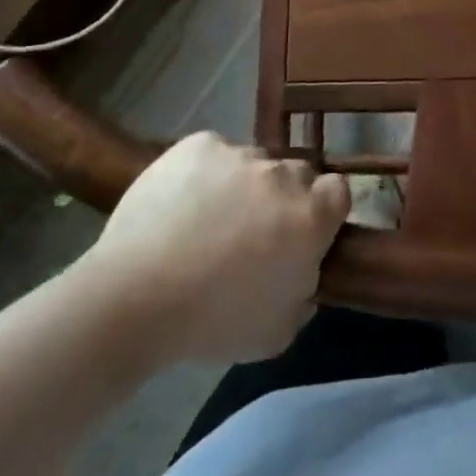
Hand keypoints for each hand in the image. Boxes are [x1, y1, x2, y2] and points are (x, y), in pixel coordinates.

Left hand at [83, 134, 349, 363]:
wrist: (136, 296)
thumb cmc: (213, 323)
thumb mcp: (277, 331)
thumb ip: (304, 293)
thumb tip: (303, 271)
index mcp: (310, 216)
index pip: (338, 192)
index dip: (324, 211)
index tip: (302, 234)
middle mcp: (282, 174)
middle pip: (296, 175)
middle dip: (282, 198)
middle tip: (252, 232)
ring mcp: (240, 153)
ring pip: (253, 163)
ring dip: (242, 185)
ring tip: (207, 220)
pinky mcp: (200, 144)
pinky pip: (213, 154)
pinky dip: (205, 172)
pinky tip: (180, 204)